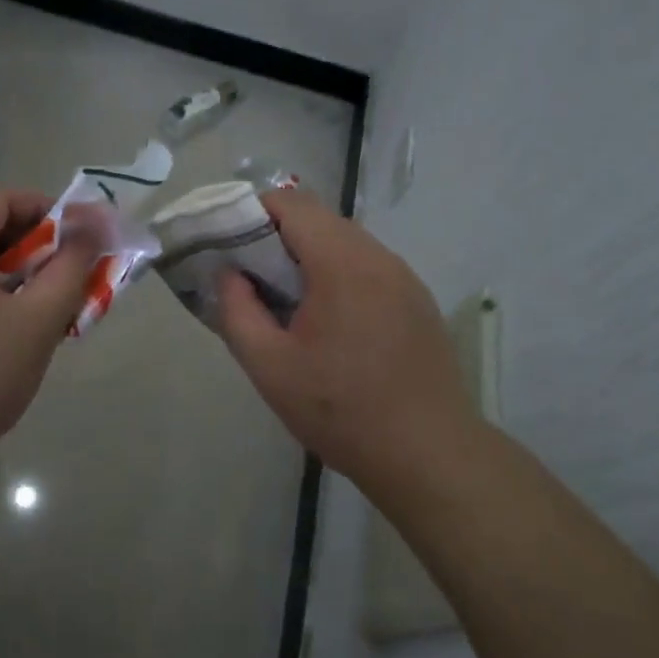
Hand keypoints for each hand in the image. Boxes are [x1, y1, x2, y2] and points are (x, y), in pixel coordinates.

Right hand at [216, 188, 475, 484]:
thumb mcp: (269, 367)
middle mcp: (378, 256)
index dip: (253, 213)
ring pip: (346, 242)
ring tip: (290, 302)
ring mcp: (404, 277)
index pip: (292, 203)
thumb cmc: (341, 410)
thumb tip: (229, 274)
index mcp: (341, 262)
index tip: (230, 246)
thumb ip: (237, 310)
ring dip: (311, 257)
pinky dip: (340, 275)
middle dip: (279, 236)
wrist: (429, 454)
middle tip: (253, 278)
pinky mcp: (418, 300)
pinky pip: (369, 267)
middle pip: (320, 219)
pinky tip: (332, 322)